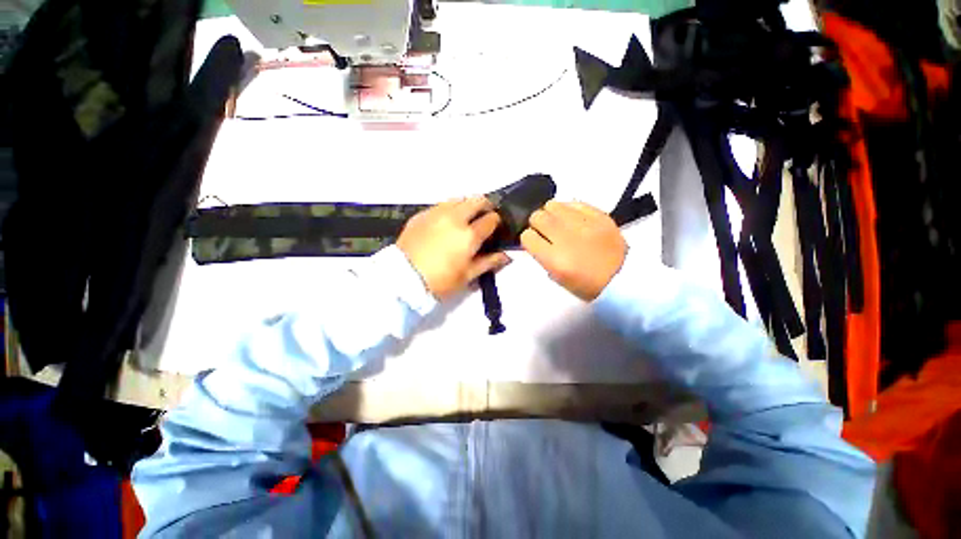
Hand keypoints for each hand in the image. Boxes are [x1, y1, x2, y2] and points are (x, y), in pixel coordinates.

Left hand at [397, 197, 510, 298]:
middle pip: (477, 200)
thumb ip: (489, 262)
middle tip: (483, 218)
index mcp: (469, 235)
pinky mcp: (421, 214)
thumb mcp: (468, 276)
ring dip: (467, 205)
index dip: (496, 222)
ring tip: (465, 218)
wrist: (403, 279)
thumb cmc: (440, 281)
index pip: (491, 219)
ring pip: (459, 199)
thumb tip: (506, 256)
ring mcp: (437, 213)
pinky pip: (441, 205)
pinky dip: (449, 209)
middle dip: (485, 206)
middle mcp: (455, 218)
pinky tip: (445, 222)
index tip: (495, 228)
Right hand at [521, 201, 626, 300]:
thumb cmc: (587, 285)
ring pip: (554, 205)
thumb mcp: (557, 278)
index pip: (527, 236)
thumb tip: (536, 238)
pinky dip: (569, 209)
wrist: (624, 279)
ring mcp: (585, 224)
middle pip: (538, 217)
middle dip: (536, 223)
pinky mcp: (600, 216)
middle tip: (544, 230)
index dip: (528, 238)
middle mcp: (566, 238)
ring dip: (551, 213)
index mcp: (555, 259)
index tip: (534, 241)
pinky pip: (575, 202)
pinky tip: (572, 217)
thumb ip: (543, 256)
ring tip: (558, 221)